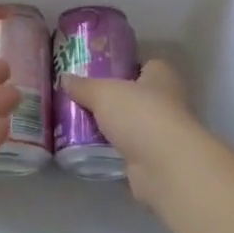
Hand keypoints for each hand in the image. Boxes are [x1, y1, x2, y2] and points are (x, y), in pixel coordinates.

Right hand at [59, 59, 202, 206]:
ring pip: (133, 124)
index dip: (123, 66)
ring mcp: (164, 133)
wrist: (165, 168)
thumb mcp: (103, 93)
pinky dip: (116, 149)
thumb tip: (65, 78)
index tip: (98, 71)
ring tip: (81, 123)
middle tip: (84, 98)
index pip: (144, 64)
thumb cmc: (140, 115)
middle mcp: (168, 101)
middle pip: (137, 95)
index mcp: (162, 75)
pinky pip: (130, 148)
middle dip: (114, 99)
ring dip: (114, 126)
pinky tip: (92, 148)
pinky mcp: (156, 160)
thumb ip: (84, 86)